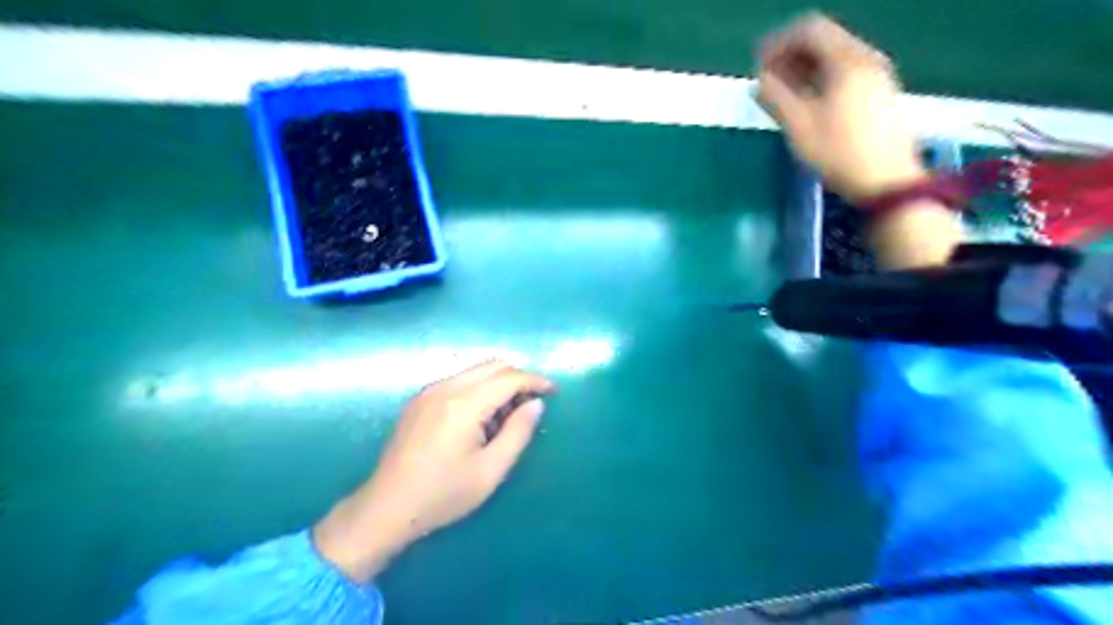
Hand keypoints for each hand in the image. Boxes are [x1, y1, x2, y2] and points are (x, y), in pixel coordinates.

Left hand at [316, 360, 554, 583]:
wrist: (386, 508)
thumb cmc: (443, 495)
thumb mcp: (491, 470)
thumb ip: (518, 432)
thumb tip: (536, 404)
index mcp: (464, 404)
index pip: (509, 378)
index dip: (535, 381)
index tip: (553, 391)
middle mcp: (445, 388)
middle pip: (492, 366)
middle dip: (517, 377)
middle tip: (531, 403)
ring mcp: (428, 391)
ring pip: (474, 371)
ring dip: (497, 383)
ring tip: (507, 415)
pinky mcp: (419, 400)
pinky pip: (458, 381)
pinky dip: (478, 388)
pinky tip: (479, 418)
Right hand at [763, 12, 926, 200]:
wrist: (885, 181)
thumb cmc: (838, 152)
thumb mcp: (799, 126)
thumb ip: (775, 97)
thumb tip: (759, 80)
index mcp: (847, 60)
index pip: (810, 30)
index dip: (779, 43)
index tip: (759, 65)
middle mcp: (866, 58)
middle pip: (824, 41)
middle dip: (791, 56)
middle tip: (767, 81)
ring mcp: (877, 76)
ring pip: (835, 58)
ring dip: (805, 70)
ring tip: (782, 95)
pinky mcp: (879, 94)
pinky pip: (845, 73)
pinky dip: (821, 80)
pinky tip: (808, 104)